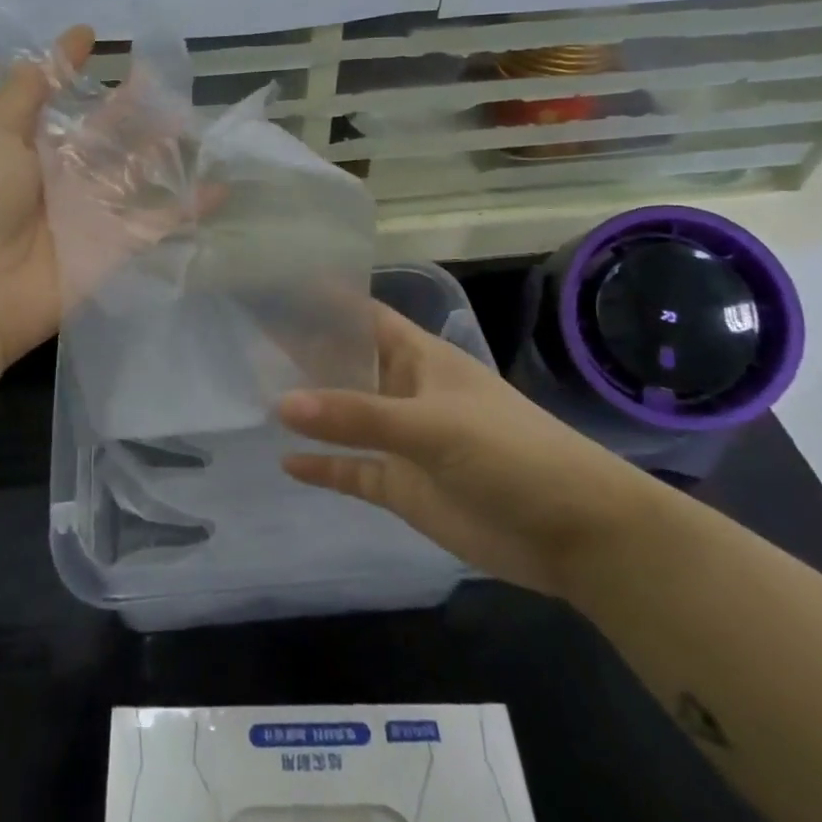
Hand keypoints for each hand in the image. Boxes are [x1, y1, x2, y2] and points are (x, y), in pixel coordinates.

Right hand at [278, 300, 663, 597]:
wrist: (574, 532)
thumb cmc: (510, 452)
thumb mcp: (432, 425)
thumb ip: (357, 416)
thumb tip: (281, 403)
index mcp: (418, 358)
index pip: (362, 318)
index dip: (324, 303)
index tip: (274, 288)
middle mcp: (404, 392)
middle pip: (345, 366)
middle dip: (303, 356)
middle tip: (247, 341)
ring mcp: (402, 440)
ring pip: (344, 419)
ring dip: (309, 411)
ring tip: (255, 394)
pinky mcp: (403, 486)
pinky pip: (352, 470)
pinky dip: (322, 467)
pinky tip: (285, 462)